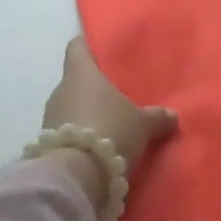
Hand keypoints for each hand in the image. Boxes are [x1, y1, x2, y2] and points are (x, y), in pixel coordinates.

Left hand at [40, 38, 176, 208]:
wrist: (76, 176)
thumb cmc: (111, 130)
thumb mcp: (142, 124)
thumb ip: (156, 117)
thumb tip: (172, 115)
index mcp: (81, 73)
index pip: (77, 48)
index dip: (87, 44)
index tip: (98, 47)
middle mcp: (61, 90)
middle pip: (76, 80)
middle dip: (93, 87)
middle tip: (116, 92)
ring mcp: (51, 117)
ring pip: (71, 106)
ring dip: (86, 113)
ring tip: (110, 122)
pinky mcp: (48, 144)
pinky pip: (68, 131)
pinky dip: (81, 135)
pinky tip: (99, 144)